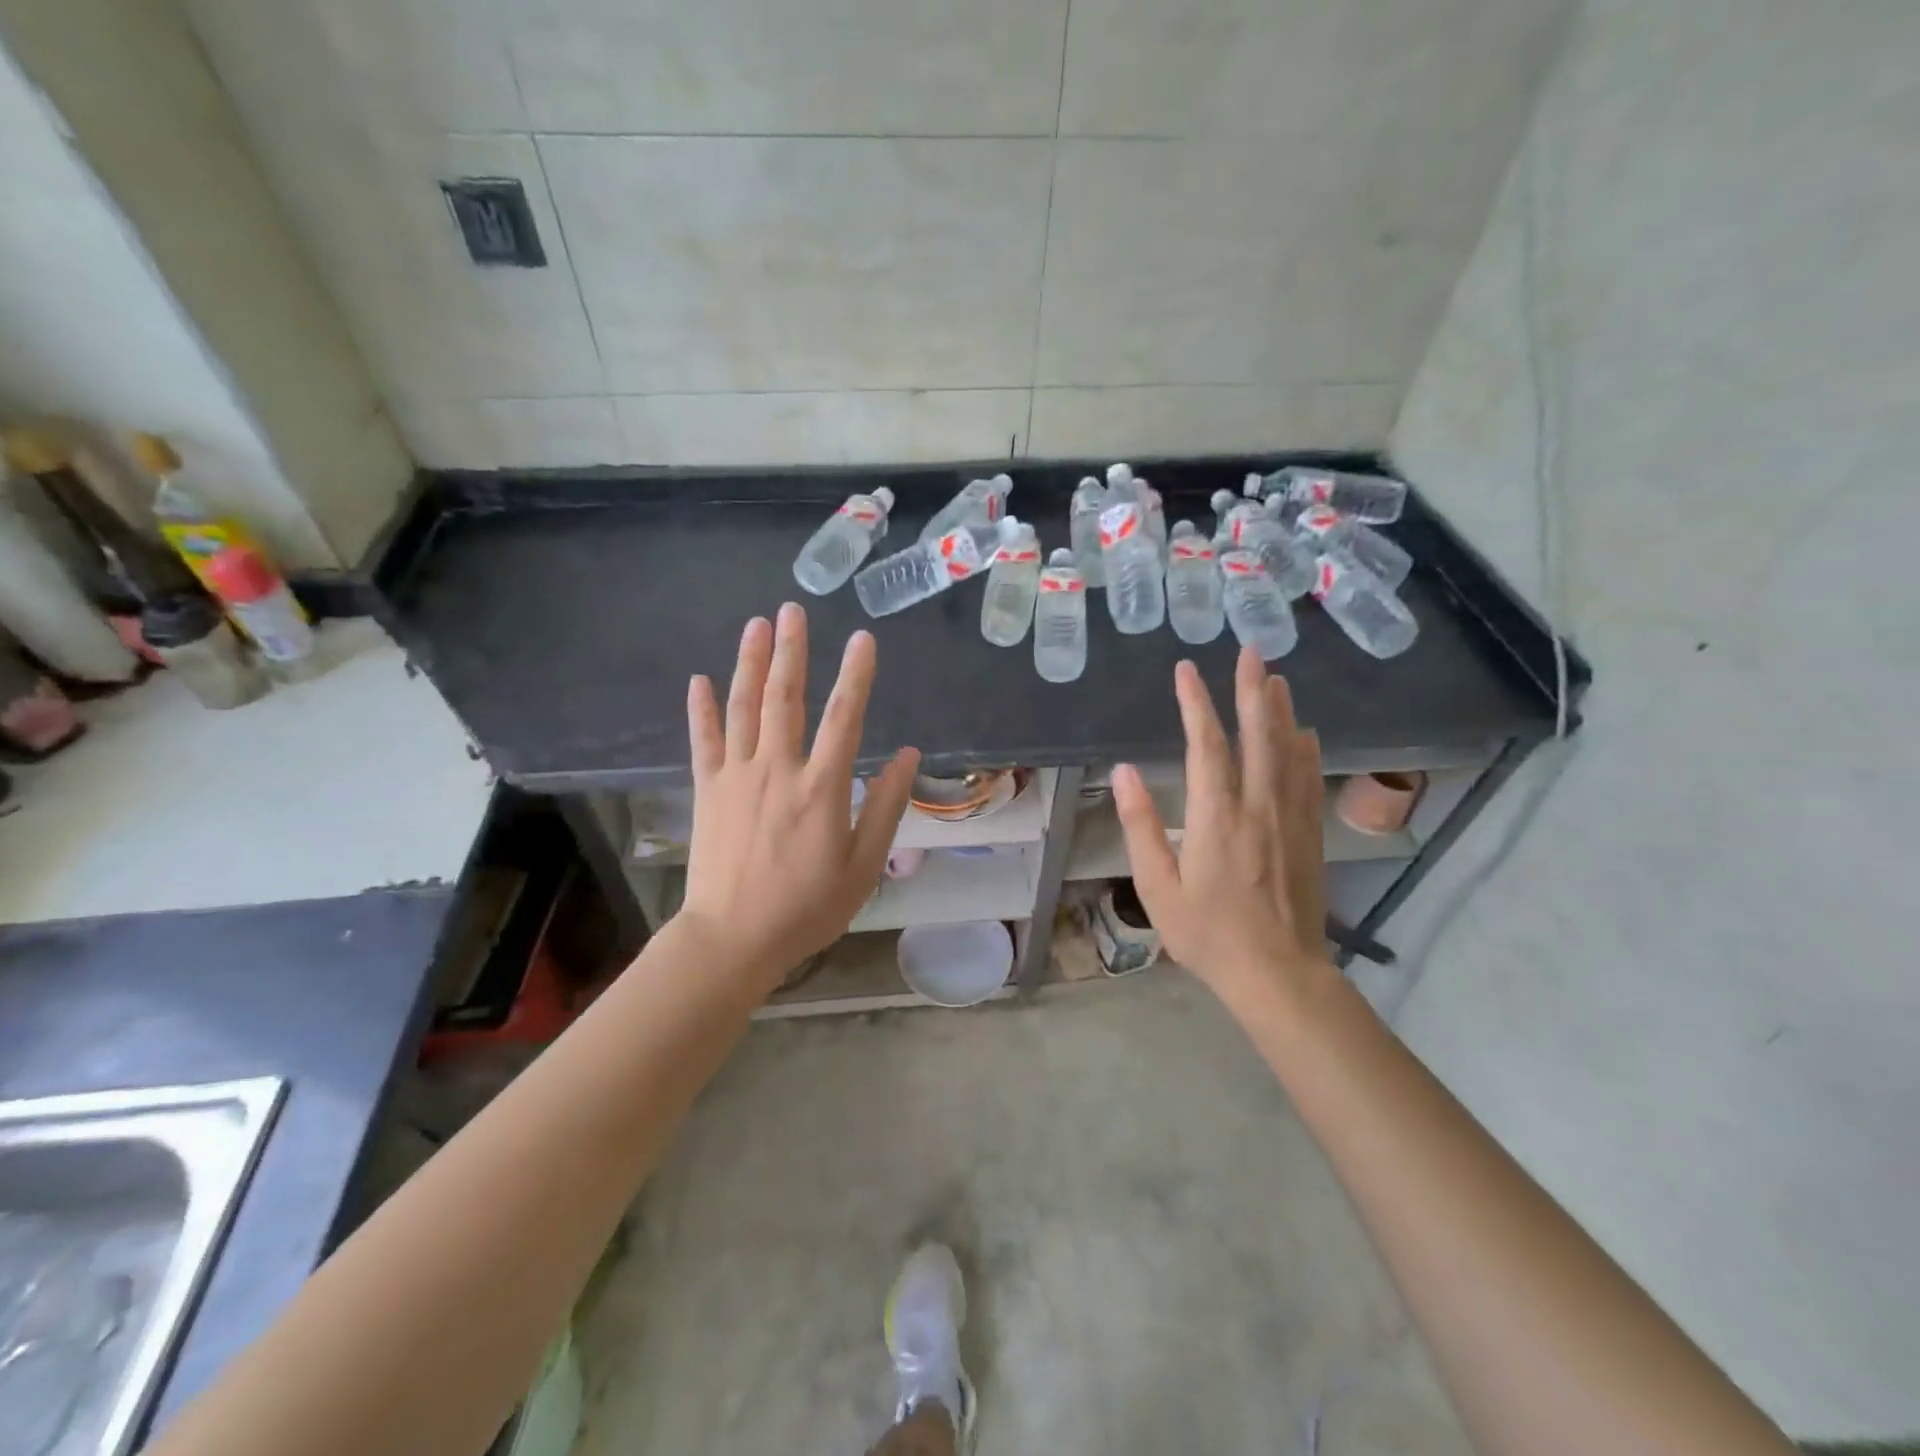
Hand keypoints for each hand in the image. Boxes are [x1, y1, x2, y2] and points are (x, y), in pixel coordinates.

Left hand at [678, 603, 918, 995]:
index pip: (844, 716)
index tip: (863, 638)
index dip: (856, 674)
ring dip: (750, 664)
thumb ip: (885, 807)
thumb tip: (910, 757)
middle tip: (793, 610)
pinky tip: (699, 680)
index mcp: (821, 787)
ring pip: (743, 708)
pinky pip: (703, 740)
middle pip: (785, 698)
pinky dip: (701, 709)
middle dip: (792, 650)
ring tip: (756, 625)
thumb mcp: (862, 865)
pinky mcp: (707, 790)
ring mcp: (736, 776)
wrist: (733, 938)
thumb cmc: (807, 907)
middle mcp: (778, 769)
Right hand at [1112, 650, 1335, 1017]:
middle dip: (1252, 689)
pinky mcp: (1309, 833)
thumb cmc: (1208, 934)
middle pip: (1258, 734)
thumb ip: (1140, 826)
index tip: (1186, 671)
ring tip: (1276, 678)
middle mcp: (1258, 806)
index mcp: (1216, 817)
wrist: (1278, 974)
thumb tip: (1123, 772)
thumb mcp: (1157, 886)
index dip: (1195, 703)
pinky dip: (1306, 748)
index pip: (1206, 745)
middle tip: (1252, 652)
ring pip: (1289, 750)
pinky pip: (1309, 778)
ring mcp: (1290, 817)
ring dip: (1282, 710)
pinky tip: (1305, 732)